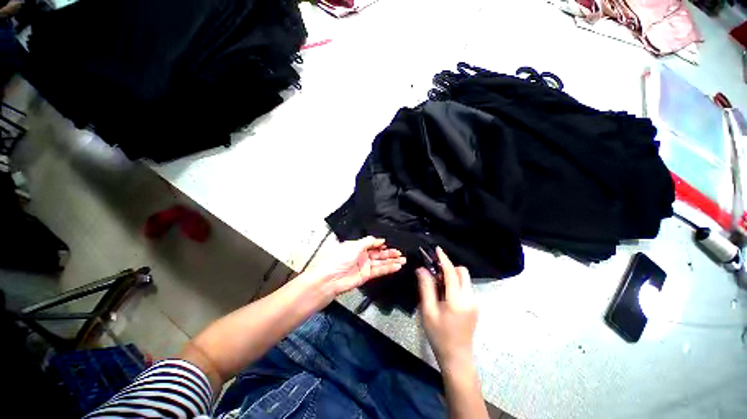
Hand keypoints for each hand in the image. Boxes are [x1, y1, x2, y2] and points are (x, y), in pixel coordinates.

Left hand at [305, 236, 405, 296]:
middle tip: (400, 252)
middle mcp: (362, 256)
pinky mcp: (366, 276)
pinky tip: (397, 266)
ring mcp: (364, 266)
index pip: (372, 244)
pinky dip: (388, 268)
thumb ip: (368, 242)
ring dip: (391, 261)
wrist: (330, 279)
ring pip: (381, 262)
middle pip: (378, 253)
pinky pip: (379, 270)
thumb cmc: (339, 259)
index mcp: (357, 247)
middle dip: (389, 253)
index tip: (390, 243)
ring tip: (403, 259)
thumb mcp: (353, 246)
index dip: (381, 244)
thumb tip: (380, 239)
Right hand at [417, 247, 477, 366]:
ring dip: (451, 275)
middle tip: (434, 271)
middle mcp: (470, 298)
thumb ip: (426, 288)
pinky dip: (455, 283)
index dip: (444, 259)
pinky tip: (444, 293)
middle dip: (449, 267)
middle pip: (462, 272)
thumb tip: (421, 269)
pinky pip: (465, 287)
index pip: (451, 273)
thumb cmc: (439, 335)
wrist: (456, 358)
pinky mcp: (474, 306)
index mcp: (457, 300)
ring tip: (437, 283)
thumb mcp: (428, 311)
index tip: (437, 249)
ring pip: (464, 279)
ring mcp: (474, 303)